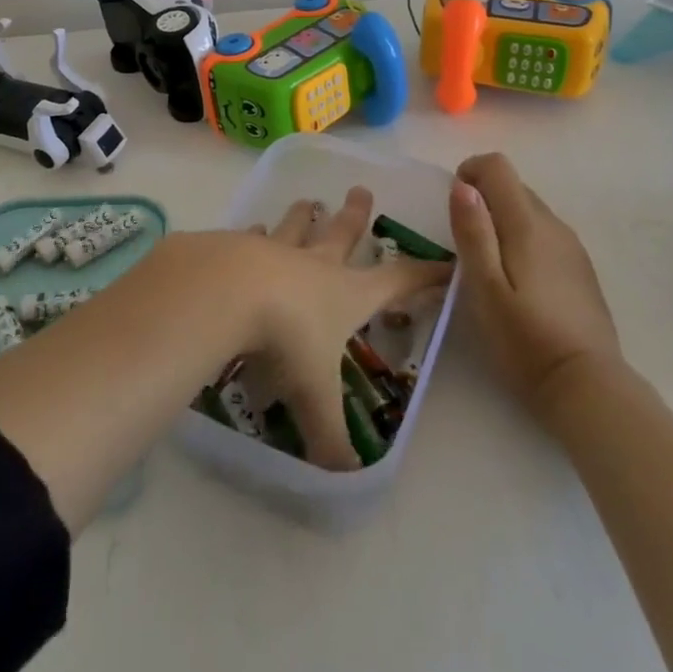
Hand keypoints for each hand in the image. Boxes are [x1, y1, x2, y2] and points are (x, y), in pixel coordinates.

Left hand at [232, 187, 451, 470]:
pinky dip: (253, 233)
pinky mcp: (236, 246)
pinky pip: (250, 237)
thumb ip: (330, 438)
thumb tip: (345, 481)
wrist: (226, 291)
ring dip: (304, 215)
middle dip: (355, 215)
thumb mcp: (314, 396)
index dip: (424, 275)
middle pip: (342, 233)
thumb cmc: (285, 338)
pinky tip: (250, 229)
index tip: (446, 261)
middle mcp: (314, 264)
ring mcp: (274, 249)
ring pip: (296, 226)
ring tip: (309, 201)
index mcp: (346, 294)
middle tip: (361, 190)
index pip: (397, 281)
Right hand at [450, 153, 621, 410]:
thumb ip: (473, 232)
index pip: (498, 166)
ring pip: (530, 211)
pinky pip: (545, 235)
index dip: (470, 173)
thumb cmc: (524, 339)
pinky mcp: (581, 269)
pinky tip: (519, 284)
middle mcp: (553, 224)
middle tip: (465, 244)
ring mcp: (572, 247)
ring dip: (503, 221)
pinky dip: (523, 240)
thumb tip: (462, 184)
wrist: (587, 387)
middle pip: (514, 186)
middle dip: (483, 200)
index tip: (454, 207)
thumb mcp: (484, 287)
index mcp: (527, 223)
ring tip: (488, 267)